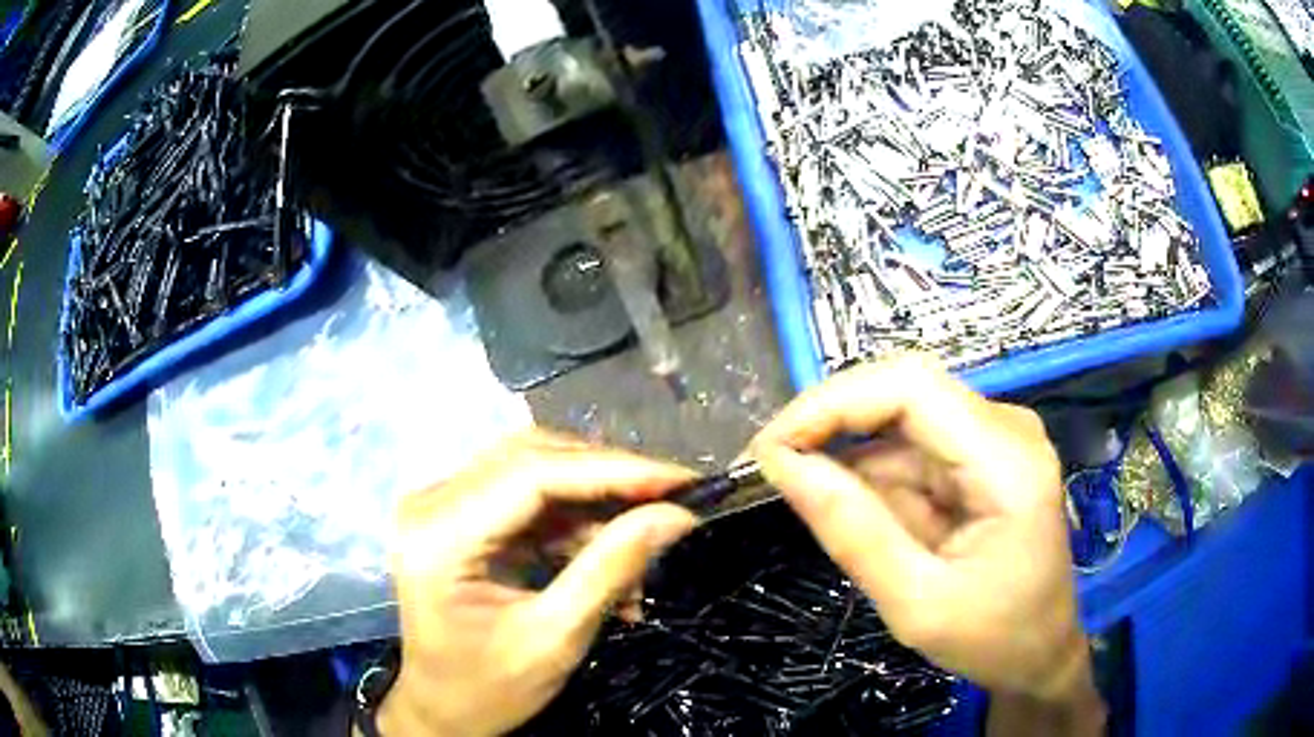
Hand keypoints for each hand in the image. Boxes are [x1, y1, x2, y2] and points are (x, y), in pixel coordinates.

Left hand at [380, 430, 697, 736]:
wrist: (441, 710)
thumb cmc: (487, 690)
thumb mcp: (554, 639)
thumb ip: (611, 570)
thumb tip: (675, 516)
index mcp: (439, 536)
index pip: (532, 474)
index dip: (612, 470)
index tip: (681, 481)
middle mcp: (430, 503)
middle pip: (530, 458)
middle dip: (608, 476)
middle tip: (672, 498)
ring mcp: (440, 505)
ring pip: (532, 470)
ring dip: (594, 500)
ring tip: (644, 538)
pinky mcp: (457, 516)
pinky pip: (526, 498)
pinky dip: (574, 521)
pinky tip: (609, 552)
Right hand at [750, 355, 1092, 705]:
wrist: (1041, 653)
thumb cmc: (992, 638)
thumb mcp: (916, 604)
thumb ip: (853, 534)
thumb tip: (783, 466)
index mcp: (1007, 461)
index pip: (911, 387)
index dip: (833, 403)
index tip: (772, 448)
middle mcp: (1006, 430)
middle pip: (904, 391)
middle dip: (832, 423)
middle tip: (774, 466)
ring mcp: (995, 439)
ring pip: (902, 421)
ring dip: (849, 457)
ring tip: (809, 503)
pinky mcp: (981, 456)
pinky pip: (913, 449)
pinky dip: (873, 477)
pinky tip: (856, 512)